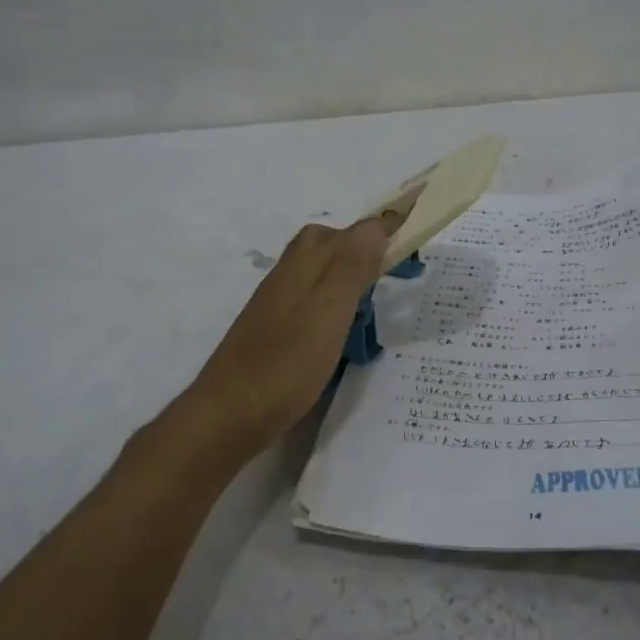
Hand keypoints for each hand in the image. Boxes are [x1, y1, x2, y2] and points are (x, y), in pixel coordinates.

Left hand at [178, 217, 393, 454]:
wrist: (229, 414)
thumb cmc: (285, 364)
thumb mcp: (327, 312)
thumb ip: (350, 267)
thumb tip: (375, 225)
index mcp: (303, 266)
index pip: (347, 232)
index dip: (379, 231)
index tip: (409, 236)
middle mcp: (286, 276)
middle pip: (326, 246)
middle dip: (359, 250)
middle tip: (388, 275)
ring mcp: (276, 304)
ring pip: (317, 275)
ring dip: (346, 279)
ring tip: (370, 306)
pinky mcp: (272, 331)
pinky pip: (309, 302)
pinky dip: (331, 306)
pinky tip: (340, 333)